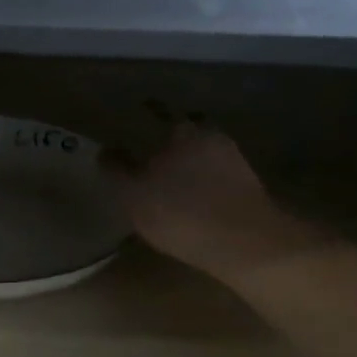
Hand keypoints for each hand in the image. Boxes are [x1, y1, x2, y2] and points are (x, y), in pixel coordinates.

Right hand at [109, 123, 319, 287]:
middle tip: (161, 146)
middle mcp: (211, 138)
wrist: (245, 243)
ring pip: (208, 152)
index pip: (160, 113)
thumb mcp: (134, 195)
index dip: (149, 112)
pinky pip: (223, 176)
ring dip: (195, 159)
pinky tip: (201, 197)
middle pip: (190, 129)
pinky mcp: (251, 188)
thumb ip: (117, 170)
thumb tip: (105, 151)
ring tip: (179, 175)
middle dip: (176, 133)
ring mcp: (236, 162)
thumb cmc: (180, 213)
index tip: (142, 113)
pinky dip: (210, 181)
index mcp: (181, 132)